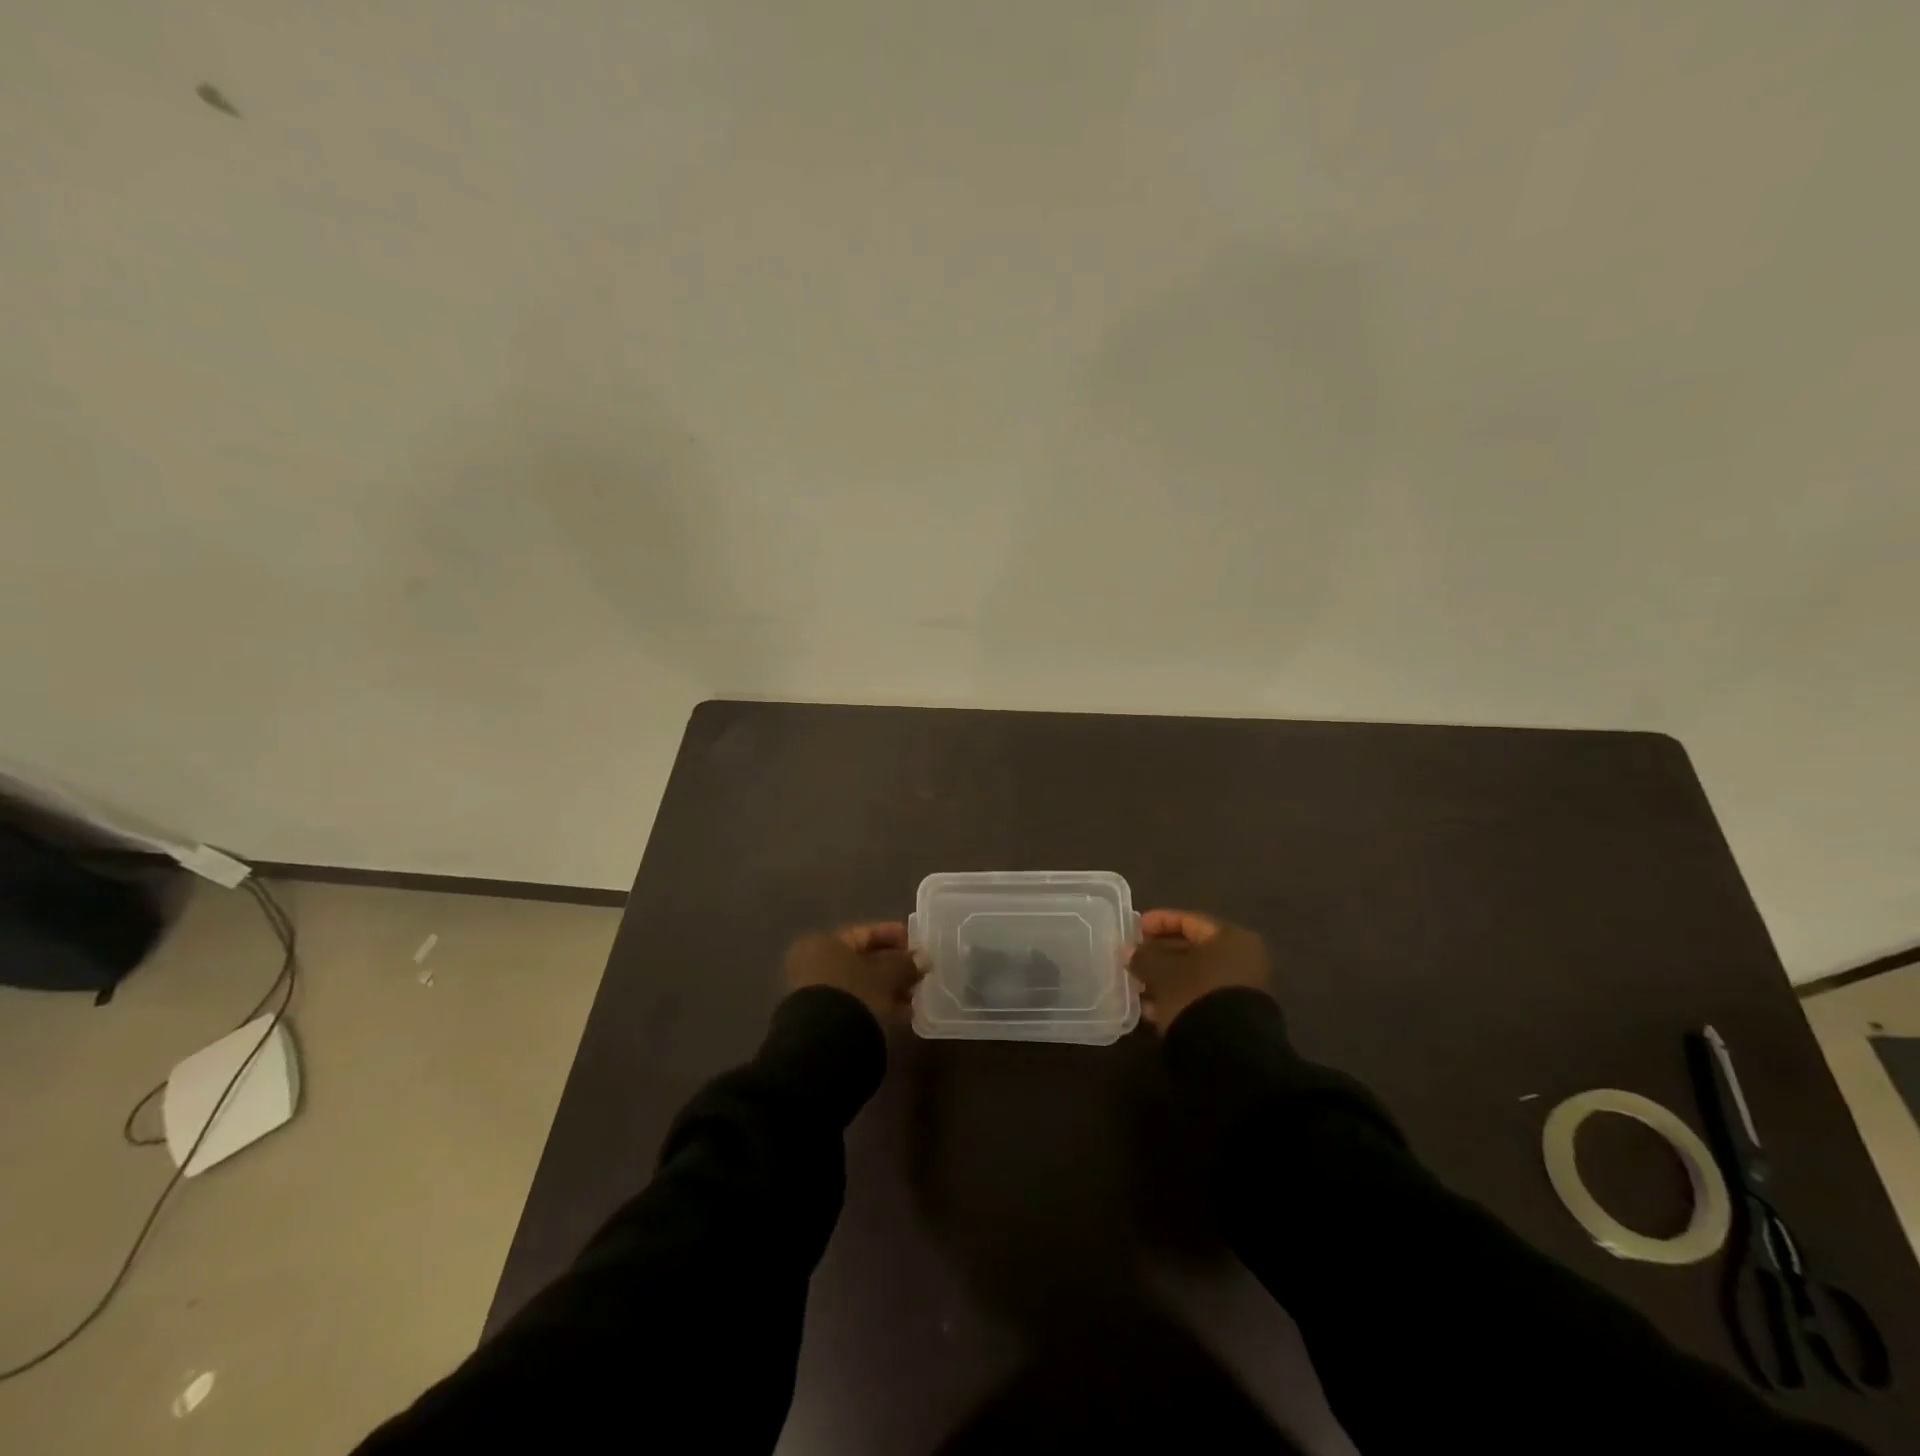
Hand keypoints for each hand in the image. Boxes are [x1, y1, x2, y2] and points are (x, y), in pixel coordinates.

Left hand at [783, 922, 922, 1024]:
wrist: (825, 1046)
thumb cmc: (856, 994)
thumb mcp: (887, 974)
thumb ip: (906, 963)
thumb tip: (923, 959)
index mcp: (822, 943)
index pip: (864, 933)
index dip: (893, 935)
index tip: (917, 943)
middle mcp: (813, 965)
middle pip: (862, 960)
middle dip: (894, 966)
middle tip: (920, 972)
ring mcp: (816, 994)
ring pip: (861, 985)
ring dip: (889, 988)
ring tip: (915, 996)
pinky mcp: (824, 1021)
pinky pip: (857, 1004)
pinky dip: (878, 1005)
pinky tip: (903, 1013)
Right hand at [1128, 909, 1269, 1030]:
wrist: (1230, 1052)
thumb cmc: (1196, 994)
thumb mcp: (1162, 971)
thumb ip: (1143, 957)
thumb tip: (1129, 951)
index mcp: (1231, 938)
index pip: (1189, 920)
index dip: (1159, 921)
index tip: (1134, 929)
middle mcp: (1242, 960)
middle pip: (1193, 949)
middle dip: (1160, 954)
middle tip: (1133, 958)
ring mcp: (1241, 991)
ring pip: (1194, 976)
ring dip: (1165, 979)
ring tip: (1137, 985)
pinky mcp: (1234, 1017)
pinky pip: (1200, 998)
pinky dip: (1177, 998)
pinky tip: (1152, 1009)